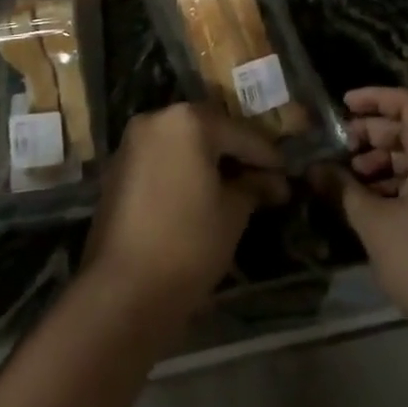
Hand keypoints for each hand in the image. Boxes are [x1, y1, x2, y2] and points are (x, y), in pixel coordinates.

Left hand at [82, 103, 288, 324]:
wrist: (124, 288)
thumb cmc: (189, 243)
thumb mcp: (233, 214)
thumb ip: (254, 186)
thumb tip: (273, 181)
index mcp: (189, 120)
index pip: (241, 134)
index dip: (268, 155)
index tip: (288, 173)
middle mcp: (158, 118)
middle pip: (209, 130)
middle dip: (236, 153)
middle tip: (264, 178)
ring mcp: (134, 141)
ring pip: (183, 142)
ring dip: (209, 160)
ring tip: (236, 187)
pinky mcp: (119, 166)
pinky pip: (162, 157)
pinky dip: (183, 168)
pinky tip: (202, 193)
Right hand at [321, 87, 407, 341]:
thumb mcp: (375, 225)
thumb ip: (343, 190)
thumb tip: (314, 168)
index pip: (407, 103)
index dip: (373, 98)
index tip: (343, 106)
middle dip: (374, 134)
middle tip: (341, 148)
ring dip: (386, 162)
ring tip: (353, 181)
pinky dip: (403, 185)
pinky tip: (377, 208)